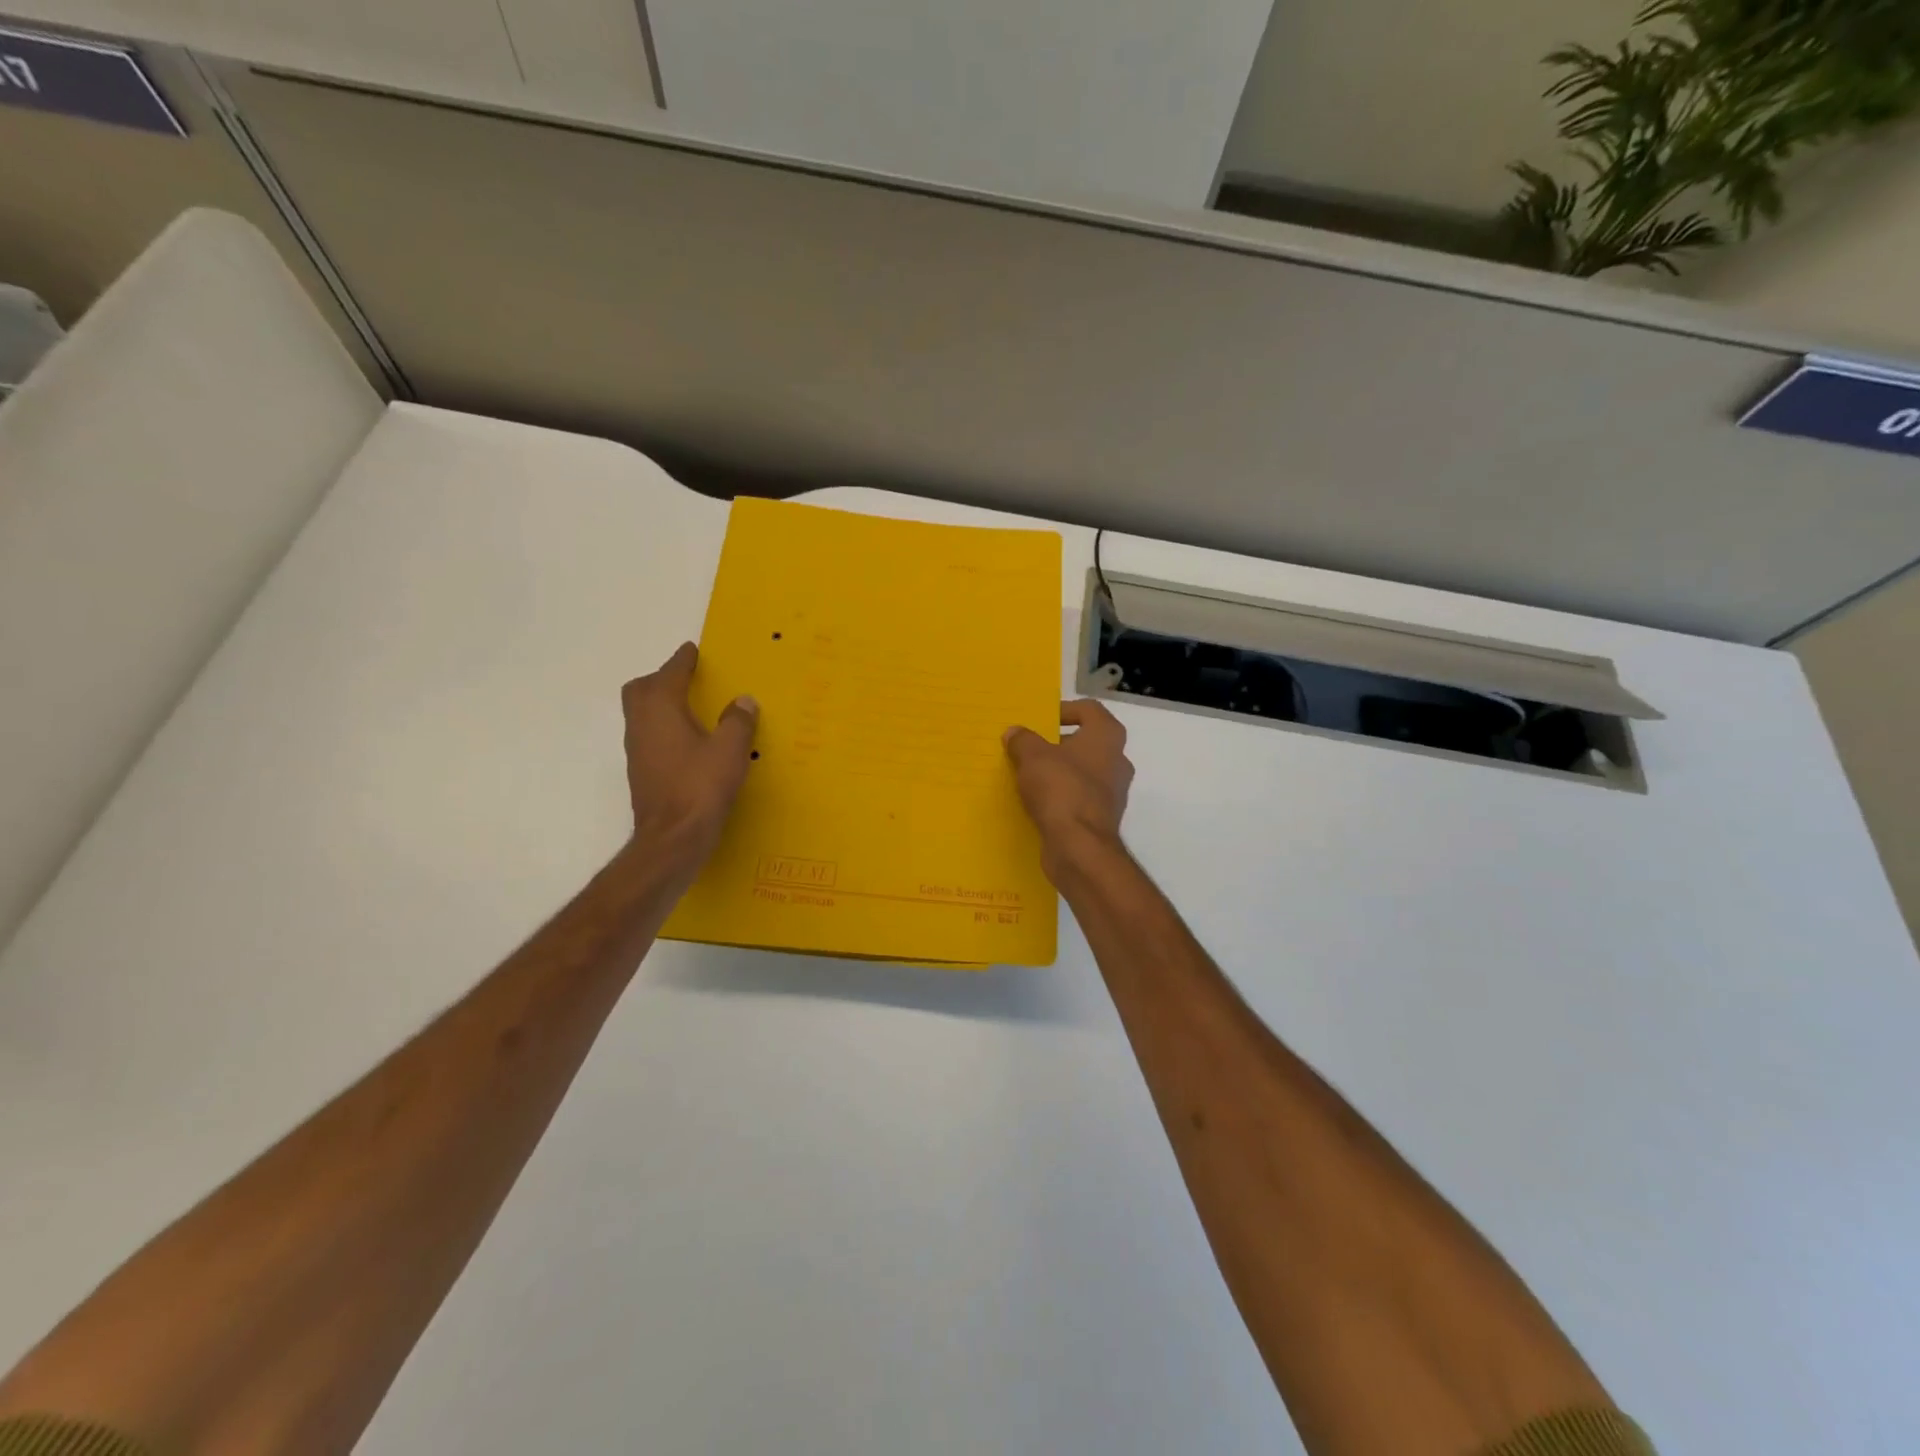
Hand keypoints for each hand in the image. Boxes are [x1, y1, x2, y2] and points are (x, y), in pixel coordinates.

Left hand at [621, 643, 758, 864]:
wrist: (672, 838)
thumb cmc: (701, 787)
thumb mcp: (731, 750)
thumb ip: (738, 721)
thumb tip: (743, 701)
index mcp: (661, 709)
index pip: (669, 673)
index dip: (682, 660)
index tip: (692, 650)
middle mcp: (641, 724)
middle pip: (641, 690)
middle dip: (661, 679)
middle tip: (687, 679)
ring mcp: (637, 750)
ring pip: (642, 714)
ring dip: (661, 704)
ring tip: (690, 708)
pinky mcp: (642, 772)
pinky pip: (649, 736)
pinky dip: (664, 728)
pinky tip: (687, 741)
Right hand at [1003, 699, 1134, 880]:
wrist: (1079, 846)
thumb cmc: (1060, 789)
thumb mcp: (1032, 757)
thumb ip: (1023, 740)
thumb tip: (1015, 733)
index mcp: (1106, 736)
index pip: (1089, 710)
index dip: (1065, 710)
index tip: (1041, 721)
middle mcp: (1117, 760)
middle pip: (1087, 742)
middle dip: (1058, 744)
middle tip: (1030, 749)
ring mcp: (1114, 792)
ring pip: (1084, 772)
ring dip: (1060, 772)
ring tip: (1030, 776)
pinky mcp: (1103, 817)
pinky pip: (1080, 797)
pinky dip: (1062, 796)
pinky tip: (1038, 802)